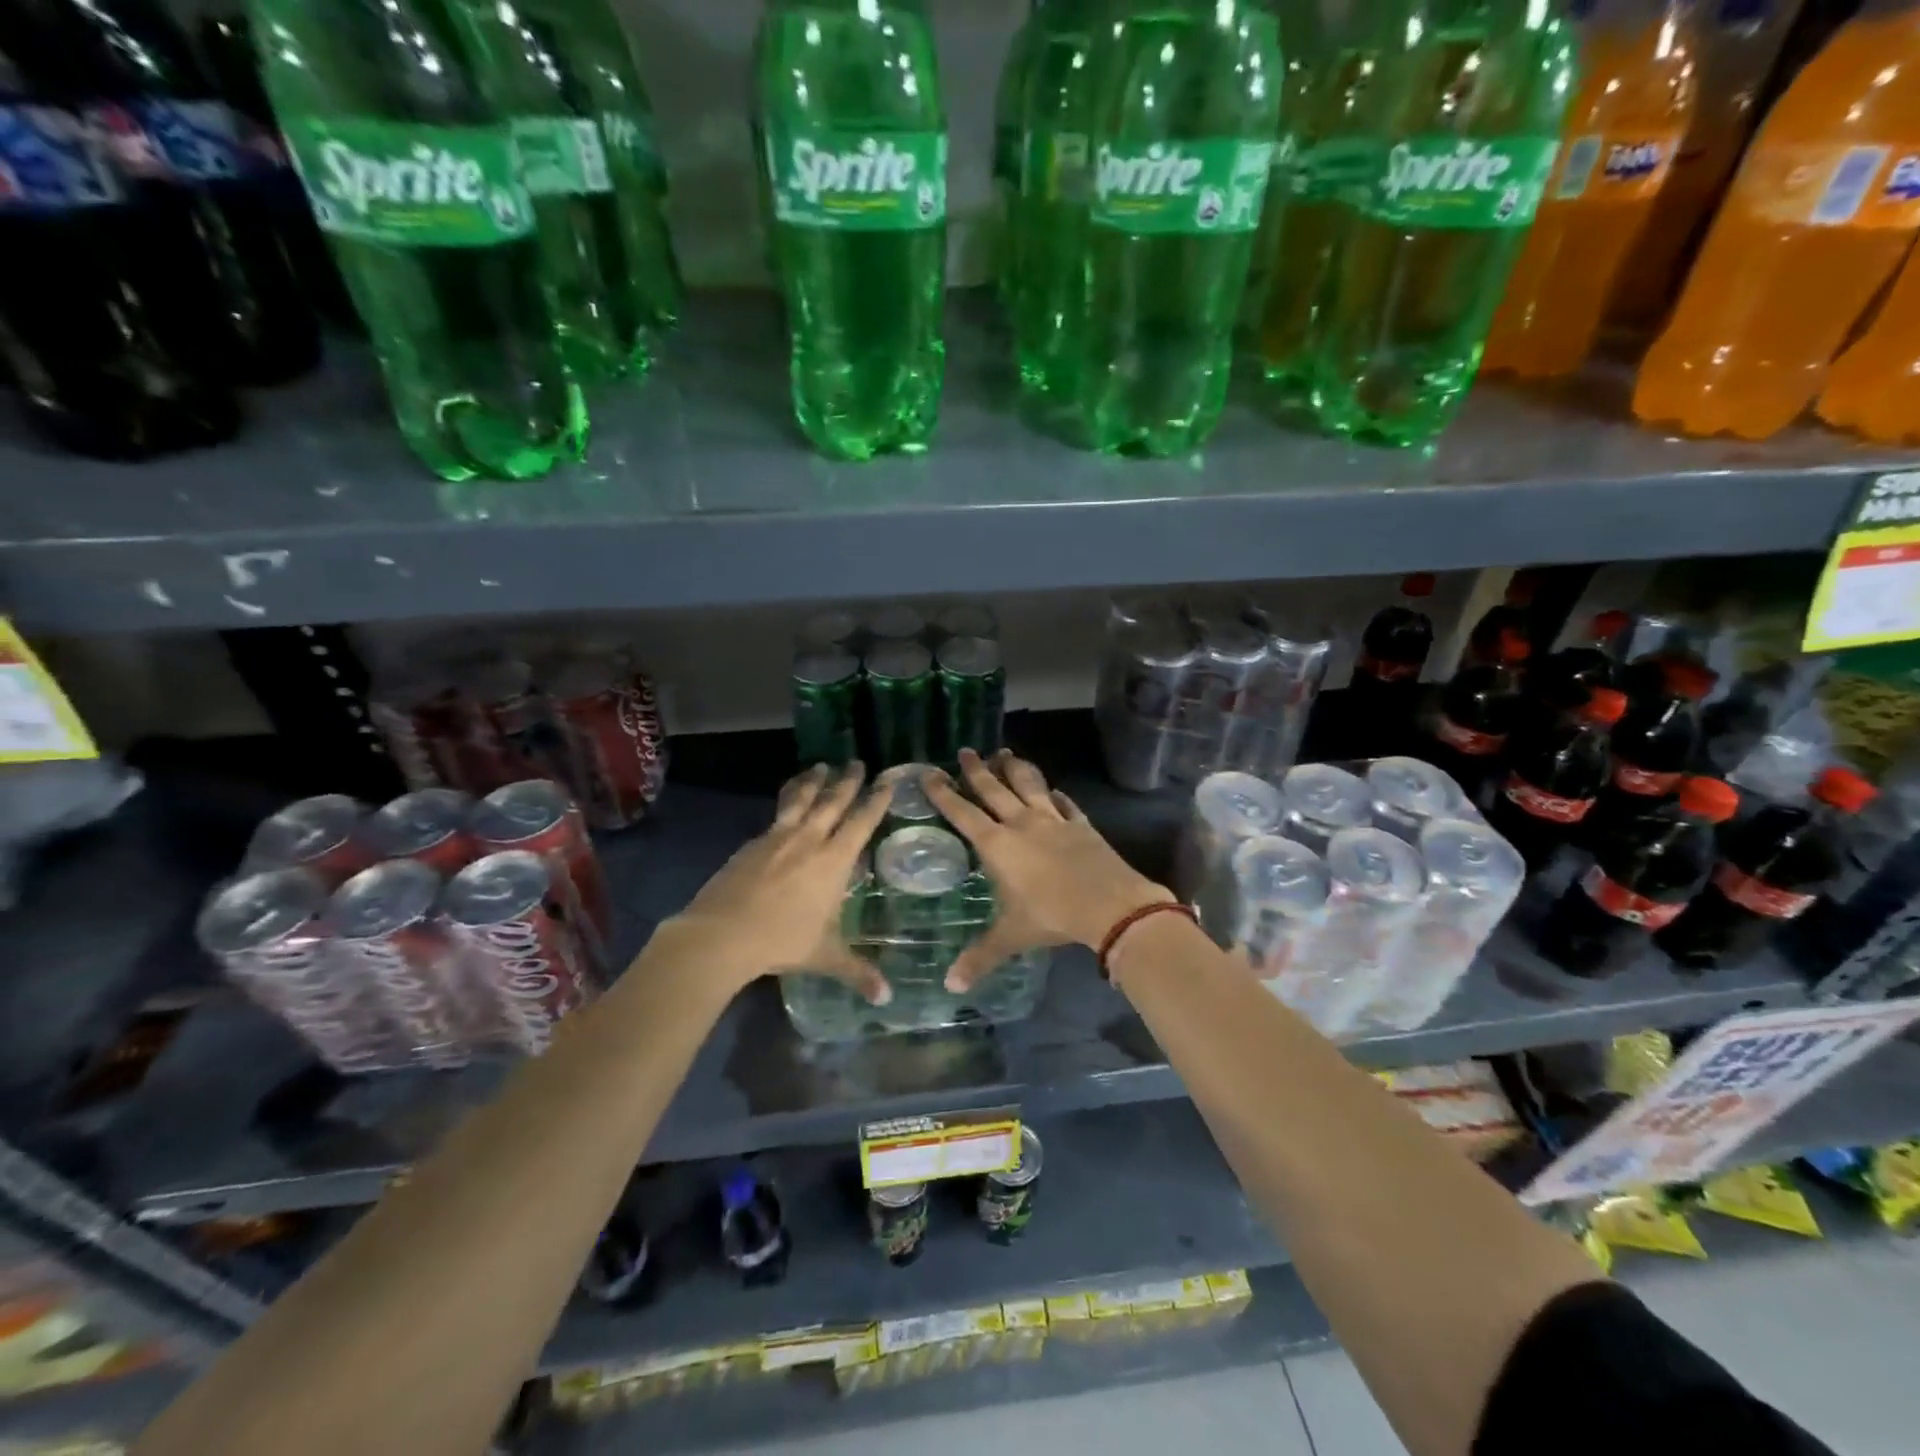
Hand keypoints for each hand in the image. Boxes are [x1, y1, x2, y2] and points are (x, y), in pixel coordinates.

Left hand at [663, 763, 892, 1003]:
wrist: (721, 933)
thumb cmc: (781, 941)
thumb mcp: (825, 956)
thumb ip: (857, 972)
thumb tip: (886, 999)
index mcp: (834, 861)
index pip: (862, 821)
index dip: (876, 800)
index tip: (886, 780)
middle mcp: (810, 840)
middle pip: (833, 801)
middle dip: (848, 781)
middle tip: (857, 762)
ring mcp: (778, 837)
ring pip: (802, 799)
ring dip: (814, 781)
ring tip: (821, 767)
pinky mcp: (753, 842)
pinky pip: (778, 812)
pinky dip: (788, 799)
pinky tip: (787, 802)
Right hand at [922, 749, 1167, 991]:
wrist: (1110, 904)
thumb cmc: (1052, 916)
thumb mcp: (1011, 936)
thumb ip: (980, 957)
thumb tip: (949, 985)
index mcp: (998, 844)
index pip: (963, 812)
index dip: (944, 793)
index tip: (930, 772)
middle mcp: (1022, 823)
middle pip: (994, 790)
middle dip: (977, 770)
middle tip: (966, 751)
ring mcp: (1054, 820)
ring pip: (1029, 785)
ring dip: (1015, 768)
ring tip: (1005, 753)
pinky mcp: (1081, 824)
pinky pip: (1066, 804)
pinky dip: (1057, 795)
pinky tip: (1055, 790)